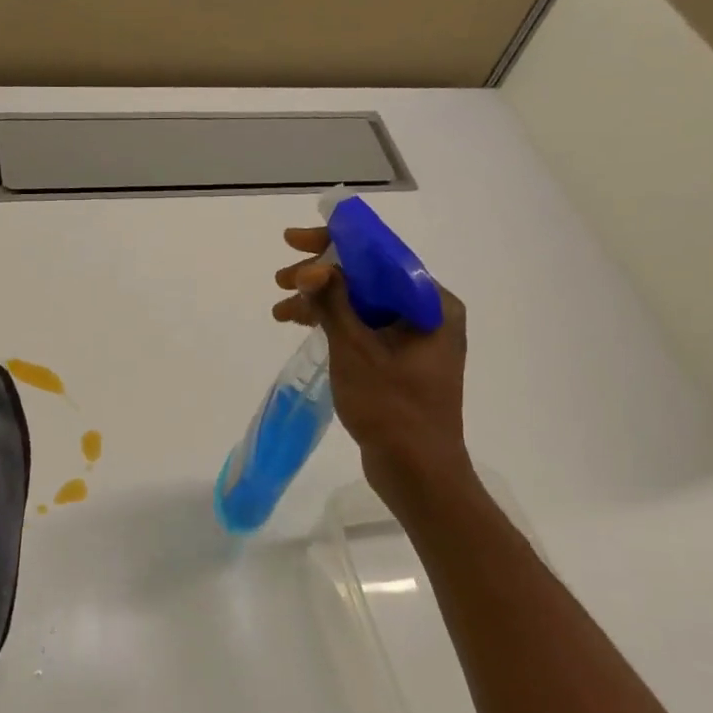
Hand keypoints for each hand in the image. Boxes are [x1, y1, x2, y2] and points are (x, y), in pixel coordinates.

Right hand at [271, 227, 473, 494]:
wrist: (417, 471)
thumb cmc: (392, 409)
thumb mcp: (356, 351)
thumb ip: (334, 304)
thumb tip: (314, 269)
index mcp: (432, 304)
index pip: (381, 255)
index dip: (335, 242)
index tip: (295, 240)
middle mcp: (429, 314)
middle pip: (369, 278)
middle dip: (322, 275)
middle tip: (280, 278)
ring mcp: (415, 339)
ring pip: (362, 305)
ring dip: (322, 302)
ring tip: (281, 309)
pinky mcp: (400, 361)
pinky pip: (364, 329)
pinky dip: (335, 325)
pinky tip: (303, 325)